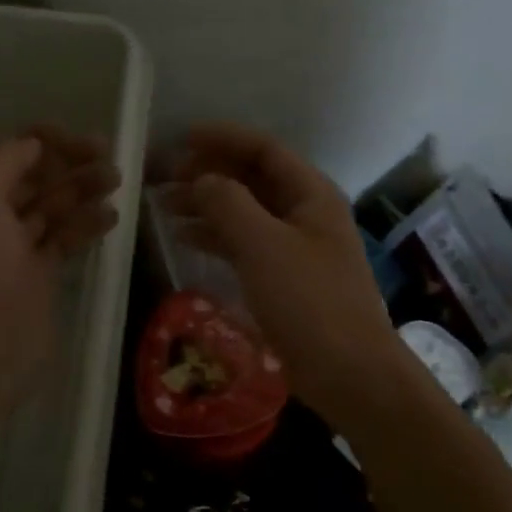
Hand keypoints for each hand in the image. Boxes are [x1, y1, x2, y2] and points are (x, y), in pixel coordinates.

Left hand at [0, 126, 120, 386]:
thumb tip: (33, 143)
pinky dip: (86, 224)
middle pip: (34, 178)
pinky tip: (111, 216)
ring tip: (117, 180)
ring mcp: (17, 246)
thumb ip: (4, 163)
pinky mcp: (40, 273)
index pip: (7, 154)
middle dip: (68, 163)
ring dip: (83, 189)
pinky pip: (65, 238)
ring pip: (53, 206)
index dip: (41, 142)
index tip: (77, 139)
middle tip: (108, 154)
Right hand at [170, 122, 400, 421]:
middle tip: (164, 175)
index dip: (223, 139)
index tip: (181, 138)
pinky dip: (215, 235)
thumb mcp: (264, 246)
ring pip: (244, 210)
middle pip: (251, 178)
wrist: (348, 372)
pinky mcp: (283, 276)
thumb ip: (228, 204)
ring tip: (163, 204)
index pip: (263, 149)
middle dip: (208, 172)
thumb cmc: (309, 302)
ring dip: (206, 203)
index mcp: (310, 194)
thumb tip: (200, 179)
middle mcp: (304, 212)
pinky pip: (244, 242)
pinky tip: (184, 237)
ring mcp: (294, 246)